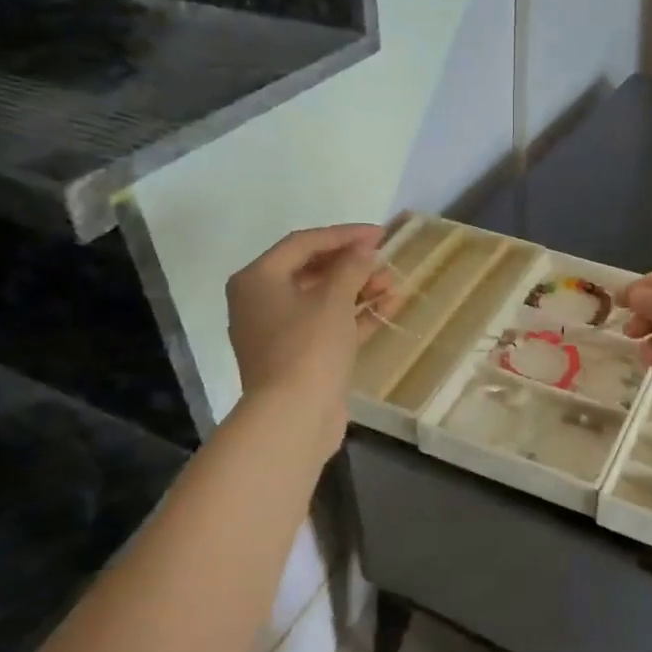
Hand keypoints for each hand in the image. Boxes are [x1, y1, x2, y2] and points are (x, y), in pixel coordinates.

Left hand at [226, 224, 393, 450]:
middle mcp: (261, 302)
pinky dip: (355, 316)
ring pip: (323, 300)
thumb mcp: (333, 300)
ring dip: (358, 290)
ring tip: (393, 284)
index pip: (303, 243)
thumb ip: (351, 267)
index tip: (380, 234)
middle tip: (385, 260)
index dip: (344, 235)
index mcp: (258, 280)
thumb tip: (362, 251)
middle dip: (352, 265)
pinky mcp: (299, 358)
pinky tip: (389, 307)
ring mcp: (280, 333)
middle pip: (312, 271)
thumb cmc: (308, 347)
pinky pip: (328, 326)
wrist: (293, 418)